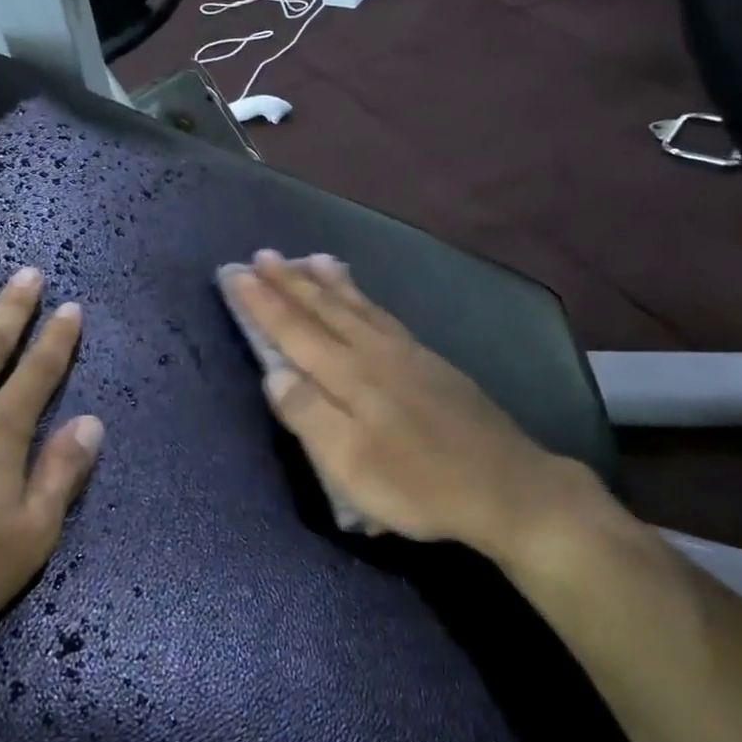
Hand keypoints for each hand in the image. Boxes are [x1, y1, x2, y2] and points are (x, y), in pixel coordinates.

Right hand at [227, 251, 627, 567]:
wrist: (506, 486)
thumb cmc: (418, 484)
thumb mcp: (351, 464)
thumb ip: (308, 415)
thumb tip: (273, 373)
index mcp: (348, 376)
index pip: (293, 330)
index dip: (261, 303)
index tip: (235, 274)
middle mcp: (374, 353)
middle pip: (324, 310)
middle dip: (290, 282)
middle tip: (264, 255)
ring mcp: (407, 354)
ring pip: (358, 307)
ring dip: (330, 282)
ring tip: (313, 258)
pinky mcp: (432, 363)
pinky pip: (385, 316)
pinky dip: (366, 299)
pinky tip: (366, 299)